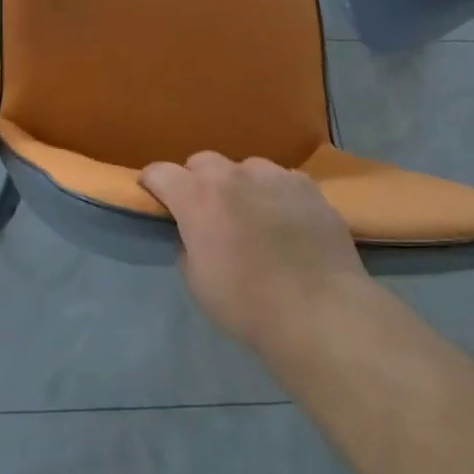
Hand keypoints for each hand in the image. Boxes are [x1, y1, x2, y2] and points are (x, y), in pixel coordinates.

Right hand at [140, 153, 373, 353]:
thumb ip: (188, 246)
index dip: (152, 183)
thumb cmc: (247, 304)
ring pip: (245, 168)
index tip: (154, 196)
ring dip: (239, 185)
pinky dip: (275, 194)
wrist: (320, 311)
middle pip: (202, 162)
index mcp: (197, 197)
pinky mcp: (307, 187)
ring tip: (251, 213)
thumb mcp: (197, 282)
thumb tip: (193, 234)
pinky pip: (282, 180)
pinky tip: (286, 219)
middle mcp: (232, 175)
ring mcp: (273, 176)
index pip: (160, 173)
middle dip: (197, 181)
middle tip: (205, 210)